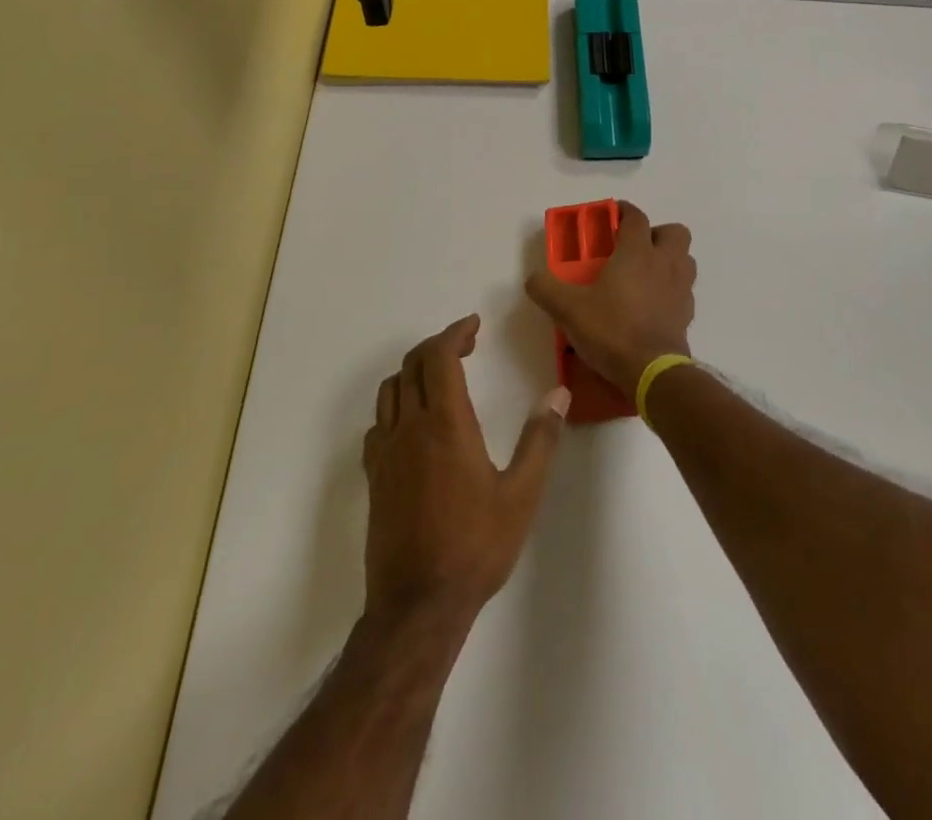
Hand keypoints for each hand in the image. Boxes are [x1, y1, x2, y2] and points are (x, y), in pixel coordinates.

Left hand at [362, 315, 570, 631]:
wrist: (418, 606)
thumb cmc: (476, 547)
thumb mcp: (521, 495)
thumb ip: (540, 440)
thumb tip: (558, 395)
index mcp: (445, 424)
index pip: (439, 356)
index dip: (455, 333)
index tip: (473, 325)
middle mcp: (409, 428)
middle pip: (412, 365)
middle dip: (437, 346)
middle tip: (466, 345)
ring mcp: (385, 453)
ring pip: (389, 391)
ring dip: (413, 371)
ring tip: (440, 377)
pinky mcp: (373, 477)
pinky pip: (378, 424)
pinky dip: (396, 406)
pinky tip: (414, 424)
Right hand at [525, 201, 695, 395]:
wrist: (651, 371)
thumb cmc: (611, 329)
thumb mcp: (568, 309)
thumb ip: (546, 289)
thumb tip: (533, 278)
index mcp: (637, 252)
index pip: (636, 217)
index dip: (624, 211)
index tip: (612, 214)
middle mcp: (665, 263)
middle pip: (674, 232)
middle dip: (657, 234)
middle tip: (634, 248)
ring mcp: (681, 288)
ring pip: (685, 259)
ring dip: (669, 260)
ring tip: (645, 274)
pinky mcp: (687, 313)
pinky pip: (684, 290)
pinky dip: (671, 290)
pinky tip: (652, 304)